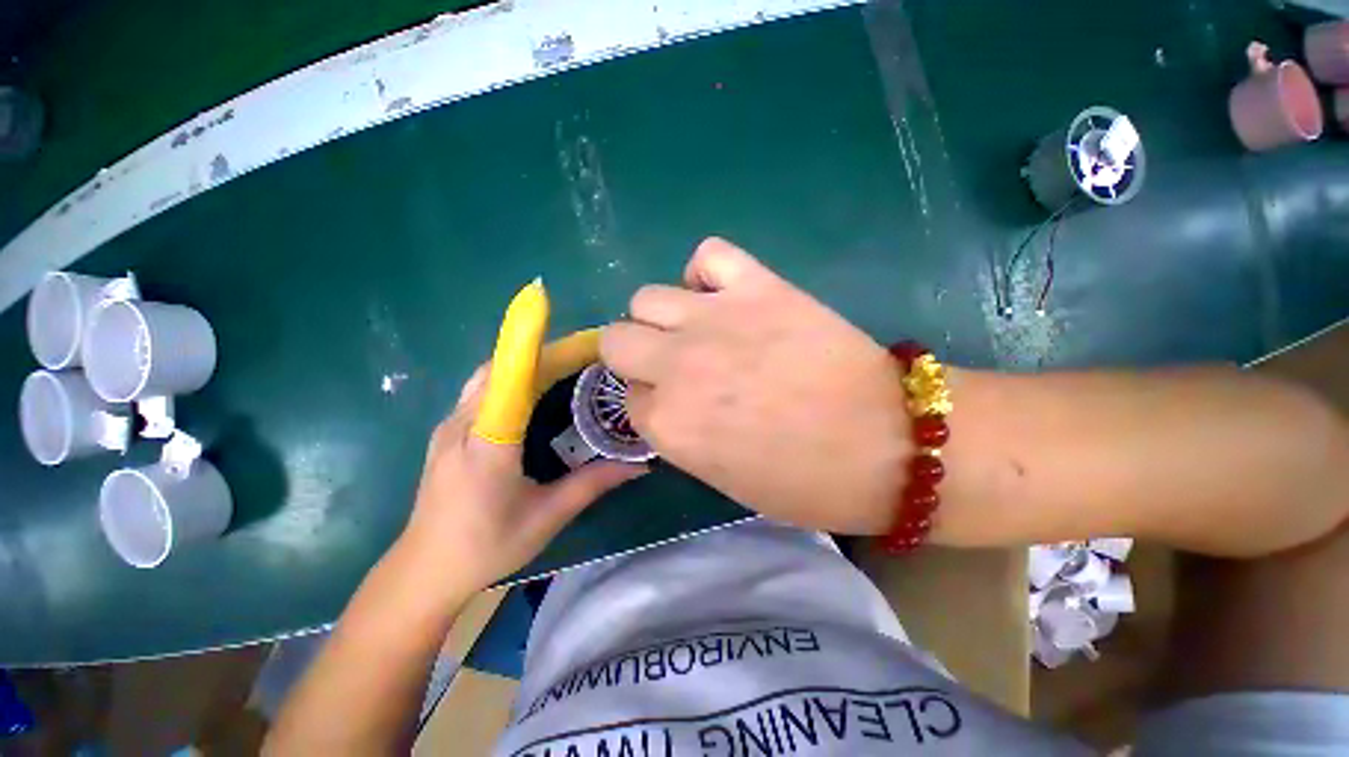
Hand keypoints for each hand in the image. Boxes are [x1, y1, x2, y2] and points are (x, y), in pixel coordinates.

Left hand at [398, 366, 647, 596]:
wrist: (424, 572)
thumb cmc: (488, 547)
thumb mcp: (548, 516)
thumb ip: (594, 483)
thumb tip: (639, 464)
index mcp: (488, 445)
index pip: (511, 382)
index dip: (538, 351)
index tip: (576, 337)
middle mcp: (462, 425)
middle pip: (501, 370)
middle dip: (543, 355)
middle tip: (584, 356)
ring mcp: (448, 426)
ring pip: (488, 376)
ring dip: (525, 364)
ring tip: (564, 368)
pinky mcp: (446, 432)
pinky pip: (480, 390)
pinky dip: (509, 379)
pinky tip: (532, 392)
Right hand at [601, 238, 910, 534]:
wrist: (889, 443)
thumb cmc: (807, 481)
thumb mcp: (724, 478)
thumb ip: (681, 435)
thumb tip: (667, 401)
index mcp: (669, 424)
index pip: (629, 398)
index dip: (652, 401)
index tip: (675, 405)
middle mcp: (677, 366)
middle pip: (616, 339)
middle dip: (636, 355)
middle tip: (673, 364)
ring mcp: (714, 319)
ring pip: (647, 297)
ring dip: (663, 317)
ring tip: (697, 329)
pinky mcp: (757, 286)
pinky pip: (707, 255)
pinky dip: (705, 272)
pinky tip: (722, 295)